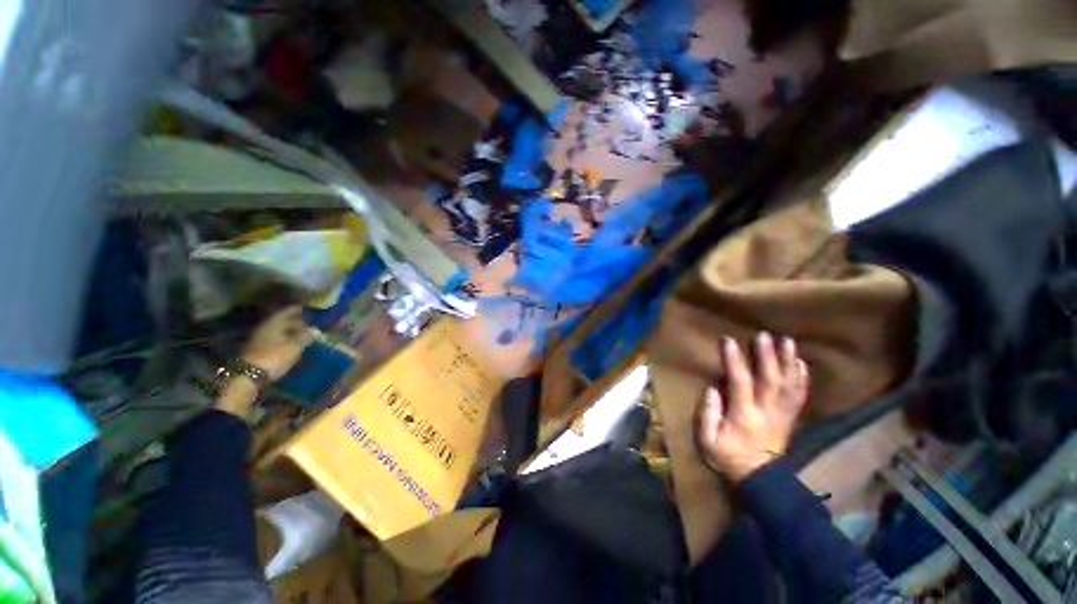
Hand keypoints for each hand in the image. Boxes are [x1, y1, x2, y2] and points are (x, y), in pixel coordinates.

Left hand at [240, 305, 315, 380]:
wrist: (249, 376)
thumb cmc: (274, 357)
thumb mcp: (294, 347)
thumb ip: (304, 337)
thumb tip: (316, 329)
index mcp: (274, 323)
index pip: (287, 312)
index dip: (297, 310)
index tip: (307, 309)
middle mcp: (265, 328)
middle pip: (281, 321)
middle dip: (294, 321)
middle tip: (307, 323)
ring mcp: (259, 339)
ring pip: (277, 331)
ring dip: (288, 331)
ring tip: (301, 334)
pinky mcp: (257, 350)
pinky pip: (273, 340)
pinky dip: (283, 339)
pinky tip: (290, 344)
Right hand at [696, 332, 809, 482]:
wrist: (759, 480)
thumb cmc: (728, 458)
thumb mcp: (708, 441)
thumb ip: (708, 414)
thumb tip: (712, 389)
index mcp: (744, 415)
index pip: (740, 382)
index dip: (735, 360)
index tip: (728, 340)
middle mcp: (767, 411)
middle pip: (770, 380)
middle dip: (767, 356)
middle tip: (764, 335)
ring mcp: (782, 415)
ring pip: (789, 385)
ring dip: (789, 362)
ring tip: (788, 342)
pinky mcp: (789, 419)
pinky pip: (799, 396)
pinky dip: (802, 379)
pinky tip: (801, 364)